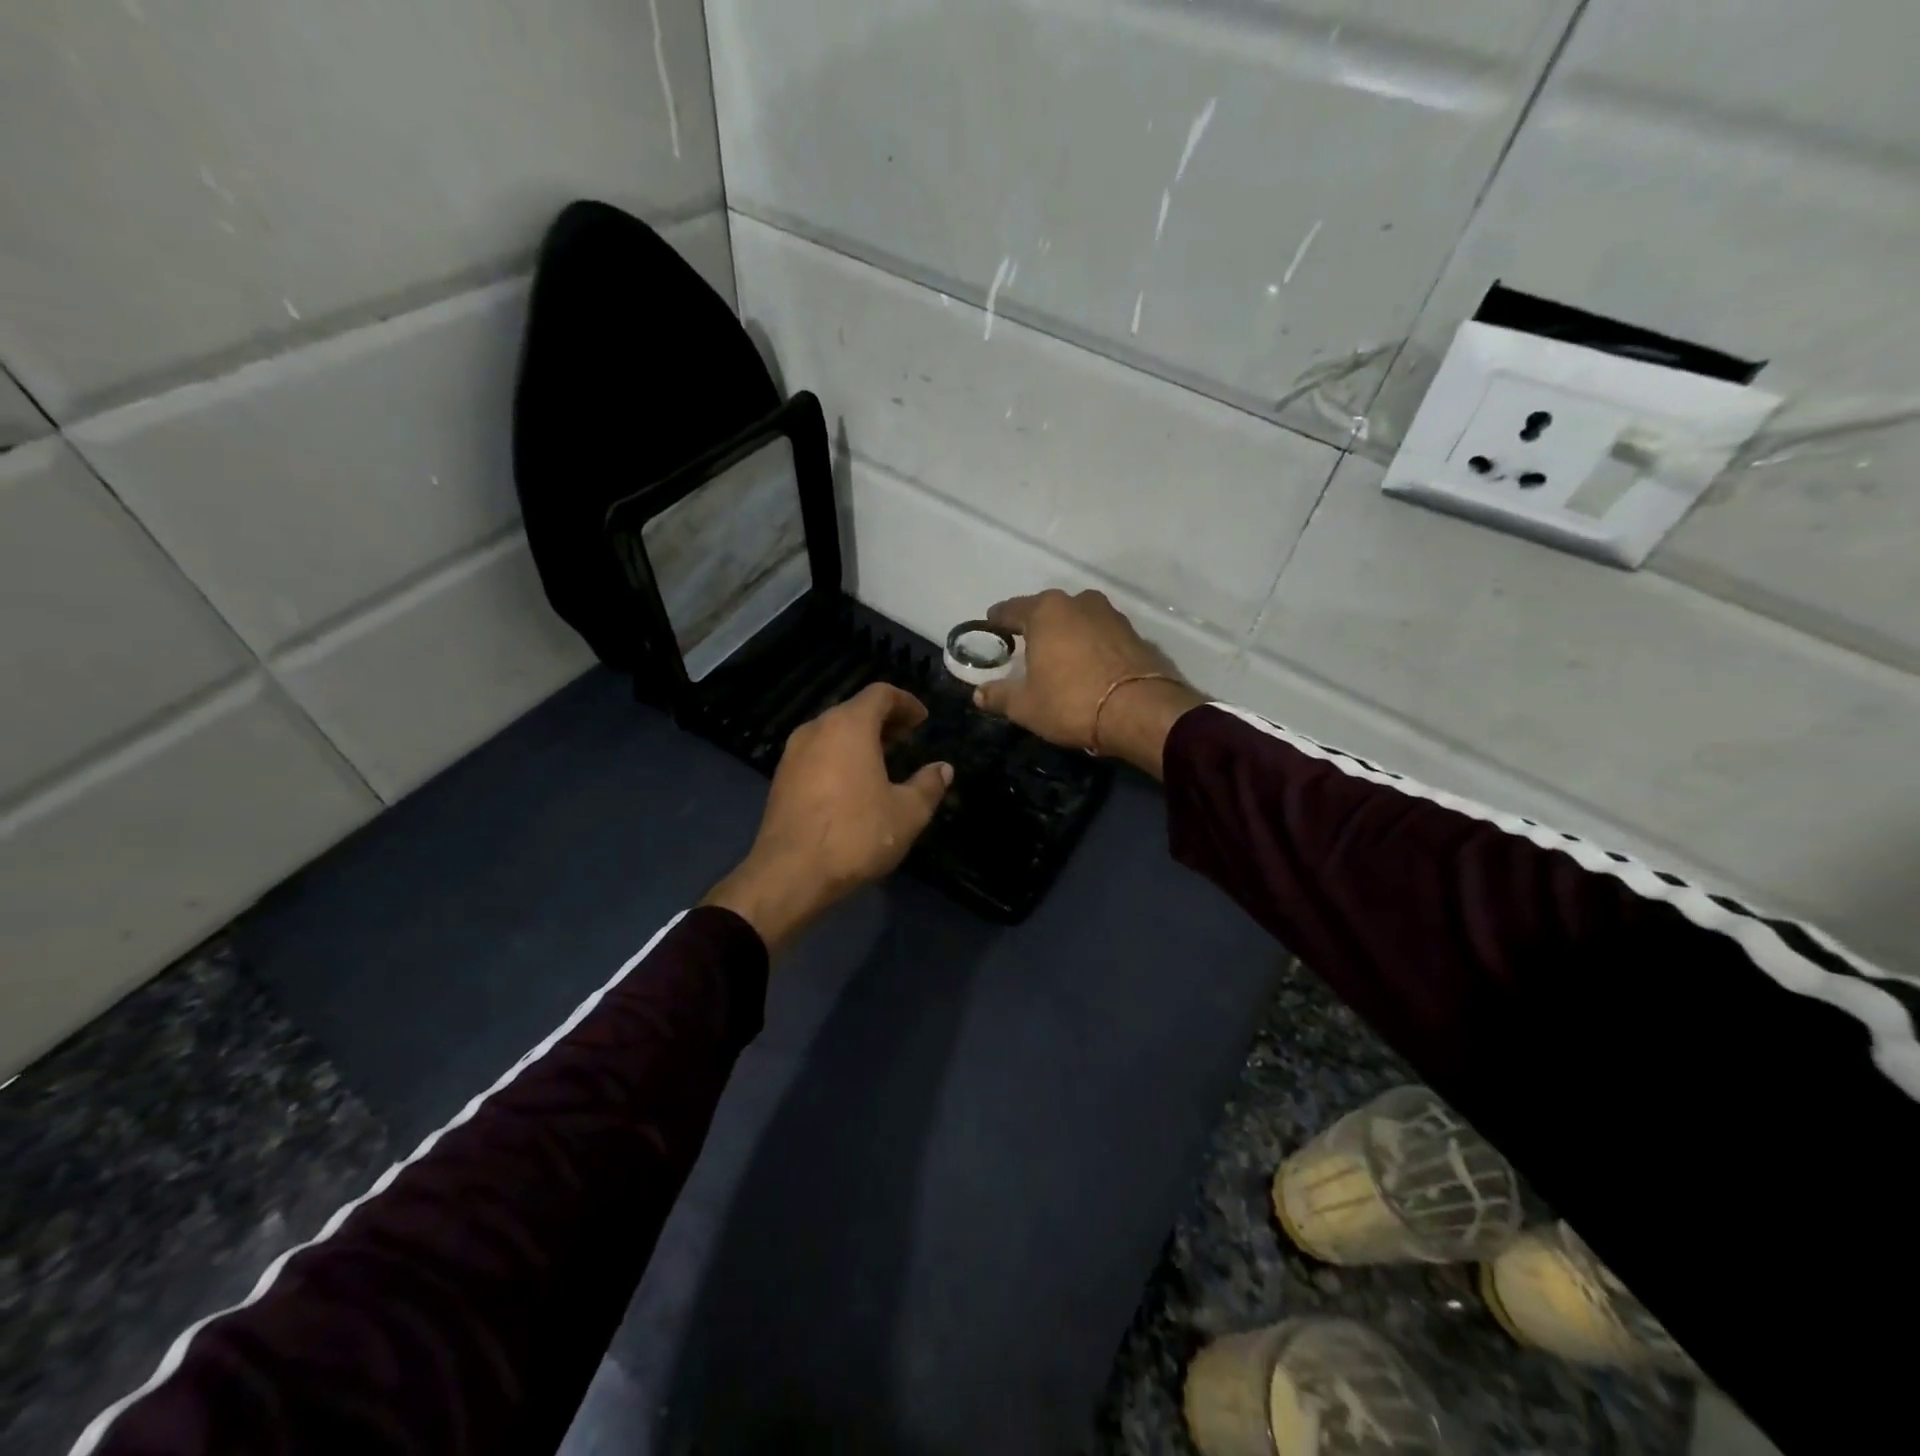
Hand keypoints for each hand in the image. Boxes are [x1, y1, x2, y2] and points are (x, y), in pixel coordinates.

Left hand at [704, 684, 951, 952]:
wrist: (790, 873)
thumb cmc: (856, 835)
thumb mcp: (907, 813)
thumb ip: (929, 785)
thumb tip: (943, 769)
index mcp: (849, 726)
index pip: (880, 694)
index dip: (906, 702)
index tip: (923, 720)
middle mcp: (817, 729)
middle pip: (855, 710)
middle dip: (884, 720)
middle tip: (908, 738)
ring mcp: (794, 753)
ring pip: (833, 731)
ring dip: (861, 738)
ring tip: (884, 760)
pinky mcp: (782, 778)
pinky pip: (818, 752)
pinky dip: (840, 755)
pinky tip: (854, 783)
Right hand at [973, 589, 1204, 778]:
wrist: (1141, 712)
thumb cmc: (1071, 703)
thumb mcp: (1025, 706)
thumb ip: (999, 696)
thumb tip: (978, 693)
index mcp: (1046, 611)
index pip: (1011, 609)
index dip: (998, 620)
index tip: (991, 627)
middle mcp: (1079, 603)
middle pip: (1048, 611)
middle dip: (1036, 627)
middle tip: (1025, 648)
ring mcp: (1112, 616)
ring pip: (1078, 621)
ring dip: (1068, 635)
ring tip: (1059, 658)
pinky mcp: (1136, 634)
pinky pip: (1102, 636)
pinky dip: (1092, 647)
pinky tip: (1089, 668)